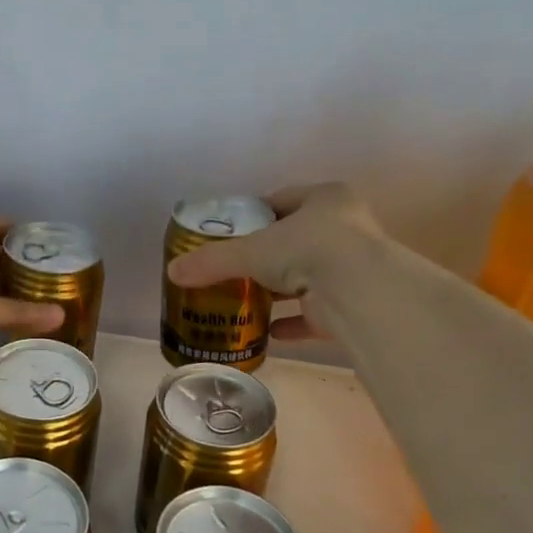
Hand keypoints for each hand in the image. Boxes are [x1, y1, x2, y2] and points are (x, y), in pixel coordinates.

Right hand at [166, 183, 383, 342]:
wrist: (359, 292)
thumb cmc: (307, 249)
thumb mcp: (250, 251)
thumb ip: (212, 261)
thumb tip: (173, 272)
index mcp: (326, 199)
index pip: (283, 200)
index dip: (254, 215)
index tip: (231, 232)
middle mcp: (346, 228)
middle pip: (296, 239)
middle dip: (267, 256)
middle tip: (235, 268)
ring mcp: (353, 267)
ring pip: (307, 276)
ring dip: (280, 290)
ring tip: (247, 299)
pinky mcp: (354, 303)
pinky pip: (316, 313)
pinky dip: (293, 323)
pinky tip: (268, 333)